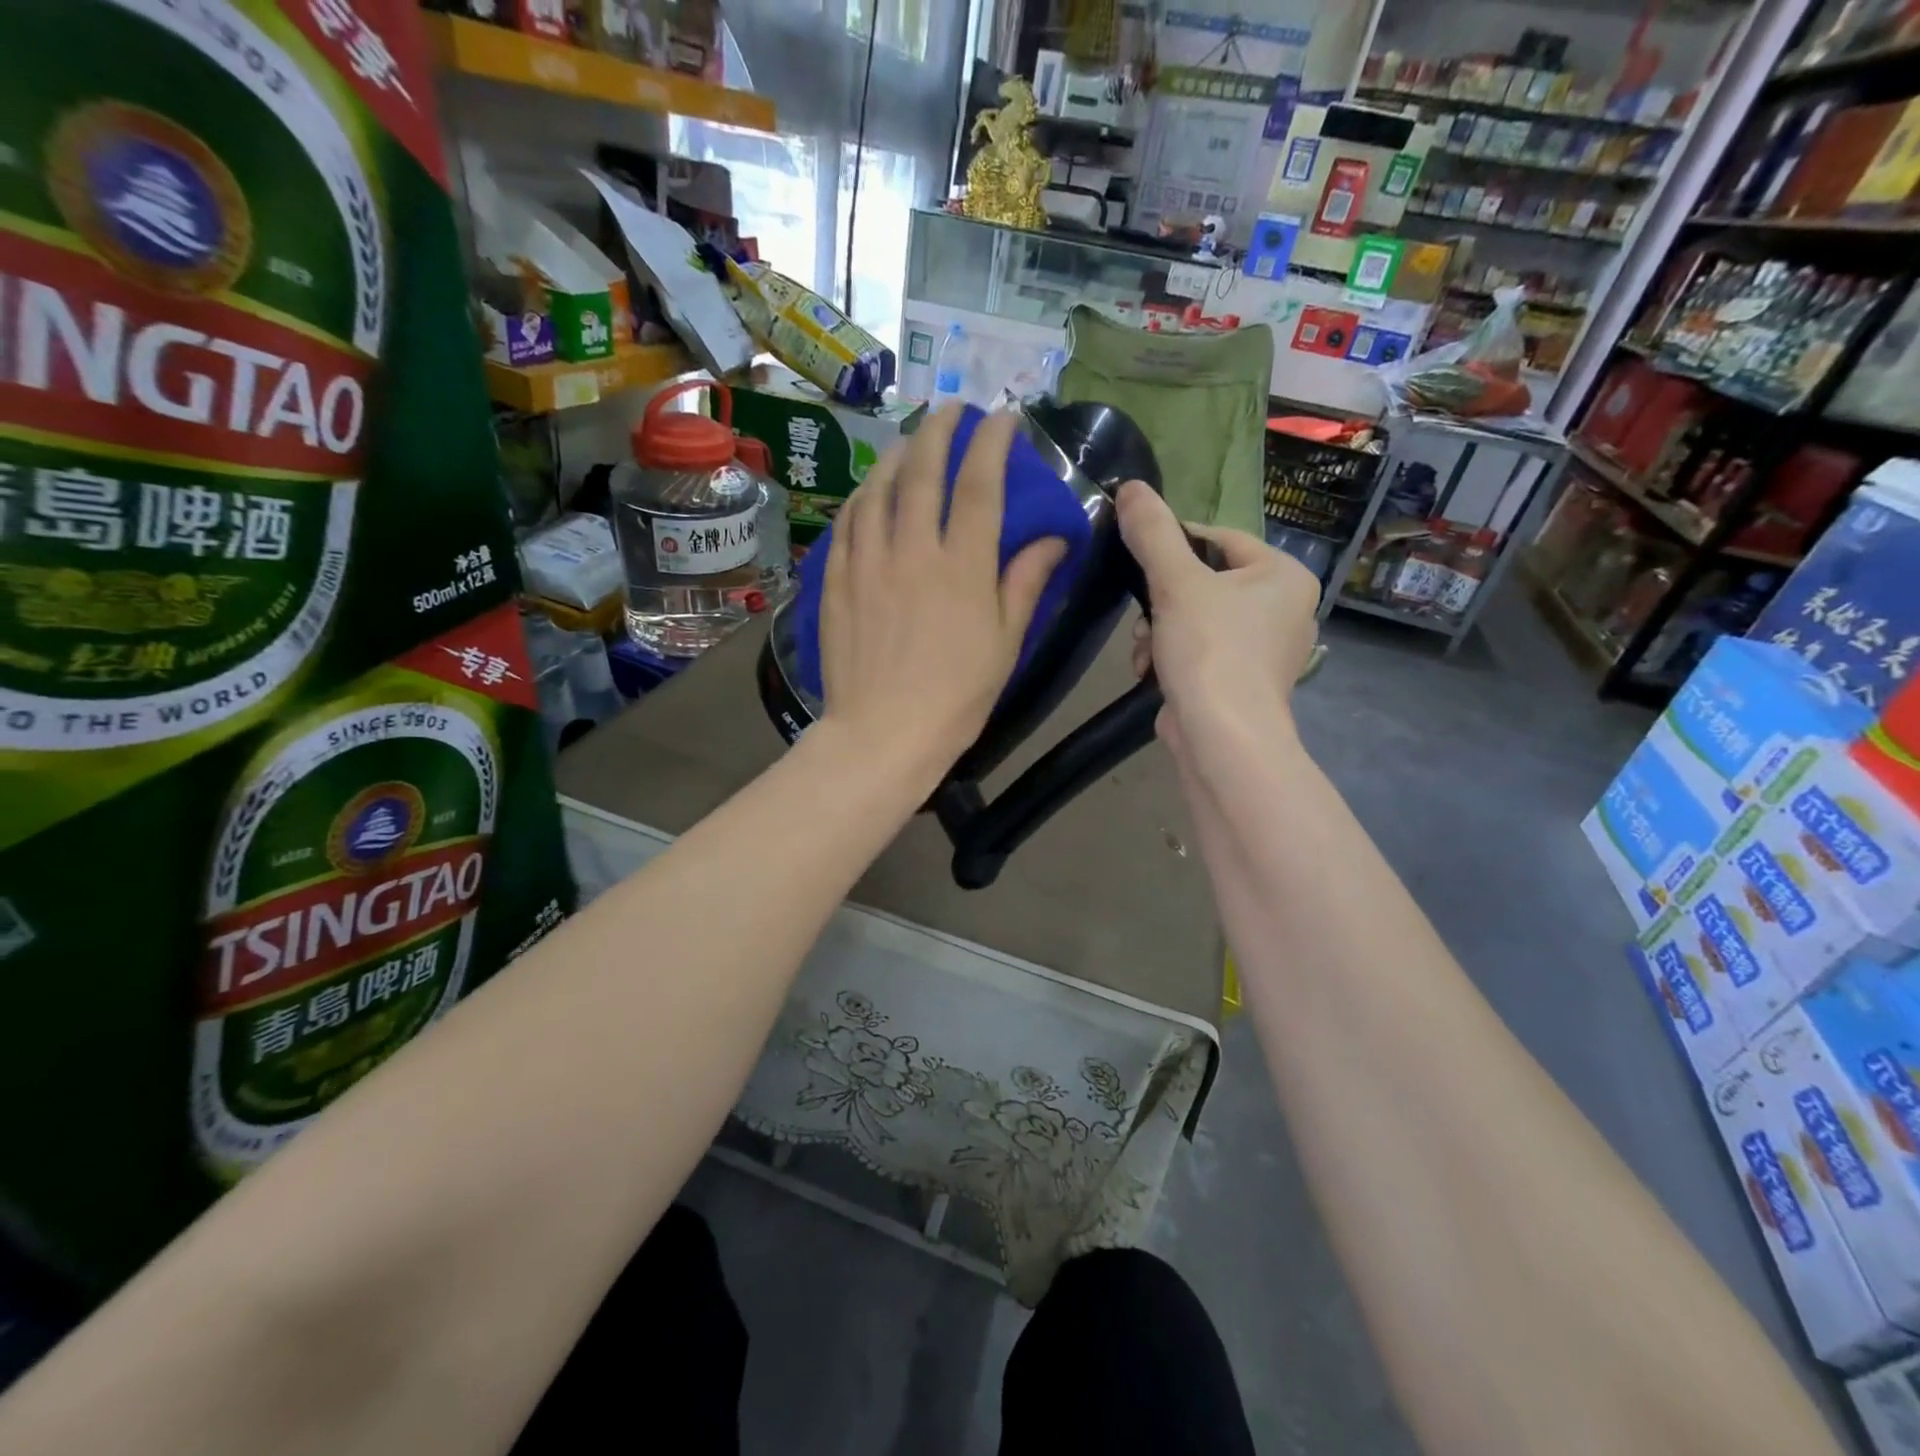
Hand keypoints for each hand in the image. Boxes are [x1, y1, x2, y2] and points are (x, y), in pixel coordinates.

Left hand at [819, 405, 1065, 786]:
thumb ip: (1025, 583)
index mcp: (962, 566)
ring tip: (910, 443)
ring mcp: (867, 562)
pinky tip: (869, 493)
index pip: (979, 483)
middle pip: (923, 470)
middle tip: (950, 409)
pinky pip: (847, 523)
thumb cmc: (956, 697)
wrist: (882, 734)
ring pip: (878, 488)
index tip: (1003, 417)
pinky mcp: (836, 581)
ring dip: (897, 455)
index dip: (992, 442)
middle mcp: (912, 550)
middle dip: (939, 428)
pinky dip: (862, 497)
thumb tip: (1056, 539)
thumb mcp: (1004, 644)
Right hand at [1116, 480, 1319, 756]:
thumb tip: (1130, 486)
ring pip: (1196, 619)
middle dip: (1161, 601)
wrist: (1223, 739)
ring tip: (1146, 652)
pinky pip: (1200, 652)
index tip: (1139, 560)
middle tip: (1143, 618)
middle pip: (1205, 582)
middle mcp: (1285, 609)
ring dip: (1159, 631)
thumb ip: (1152, 532)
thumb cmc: (1210, 650)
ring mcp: (1265, 650)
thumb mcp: (1175, 582)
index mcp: (1284, 576)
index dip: (1173, 544)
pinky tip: (1151, 672)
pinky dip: (1171, 657)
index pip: (1220, 539)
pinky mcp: (1242, 683)